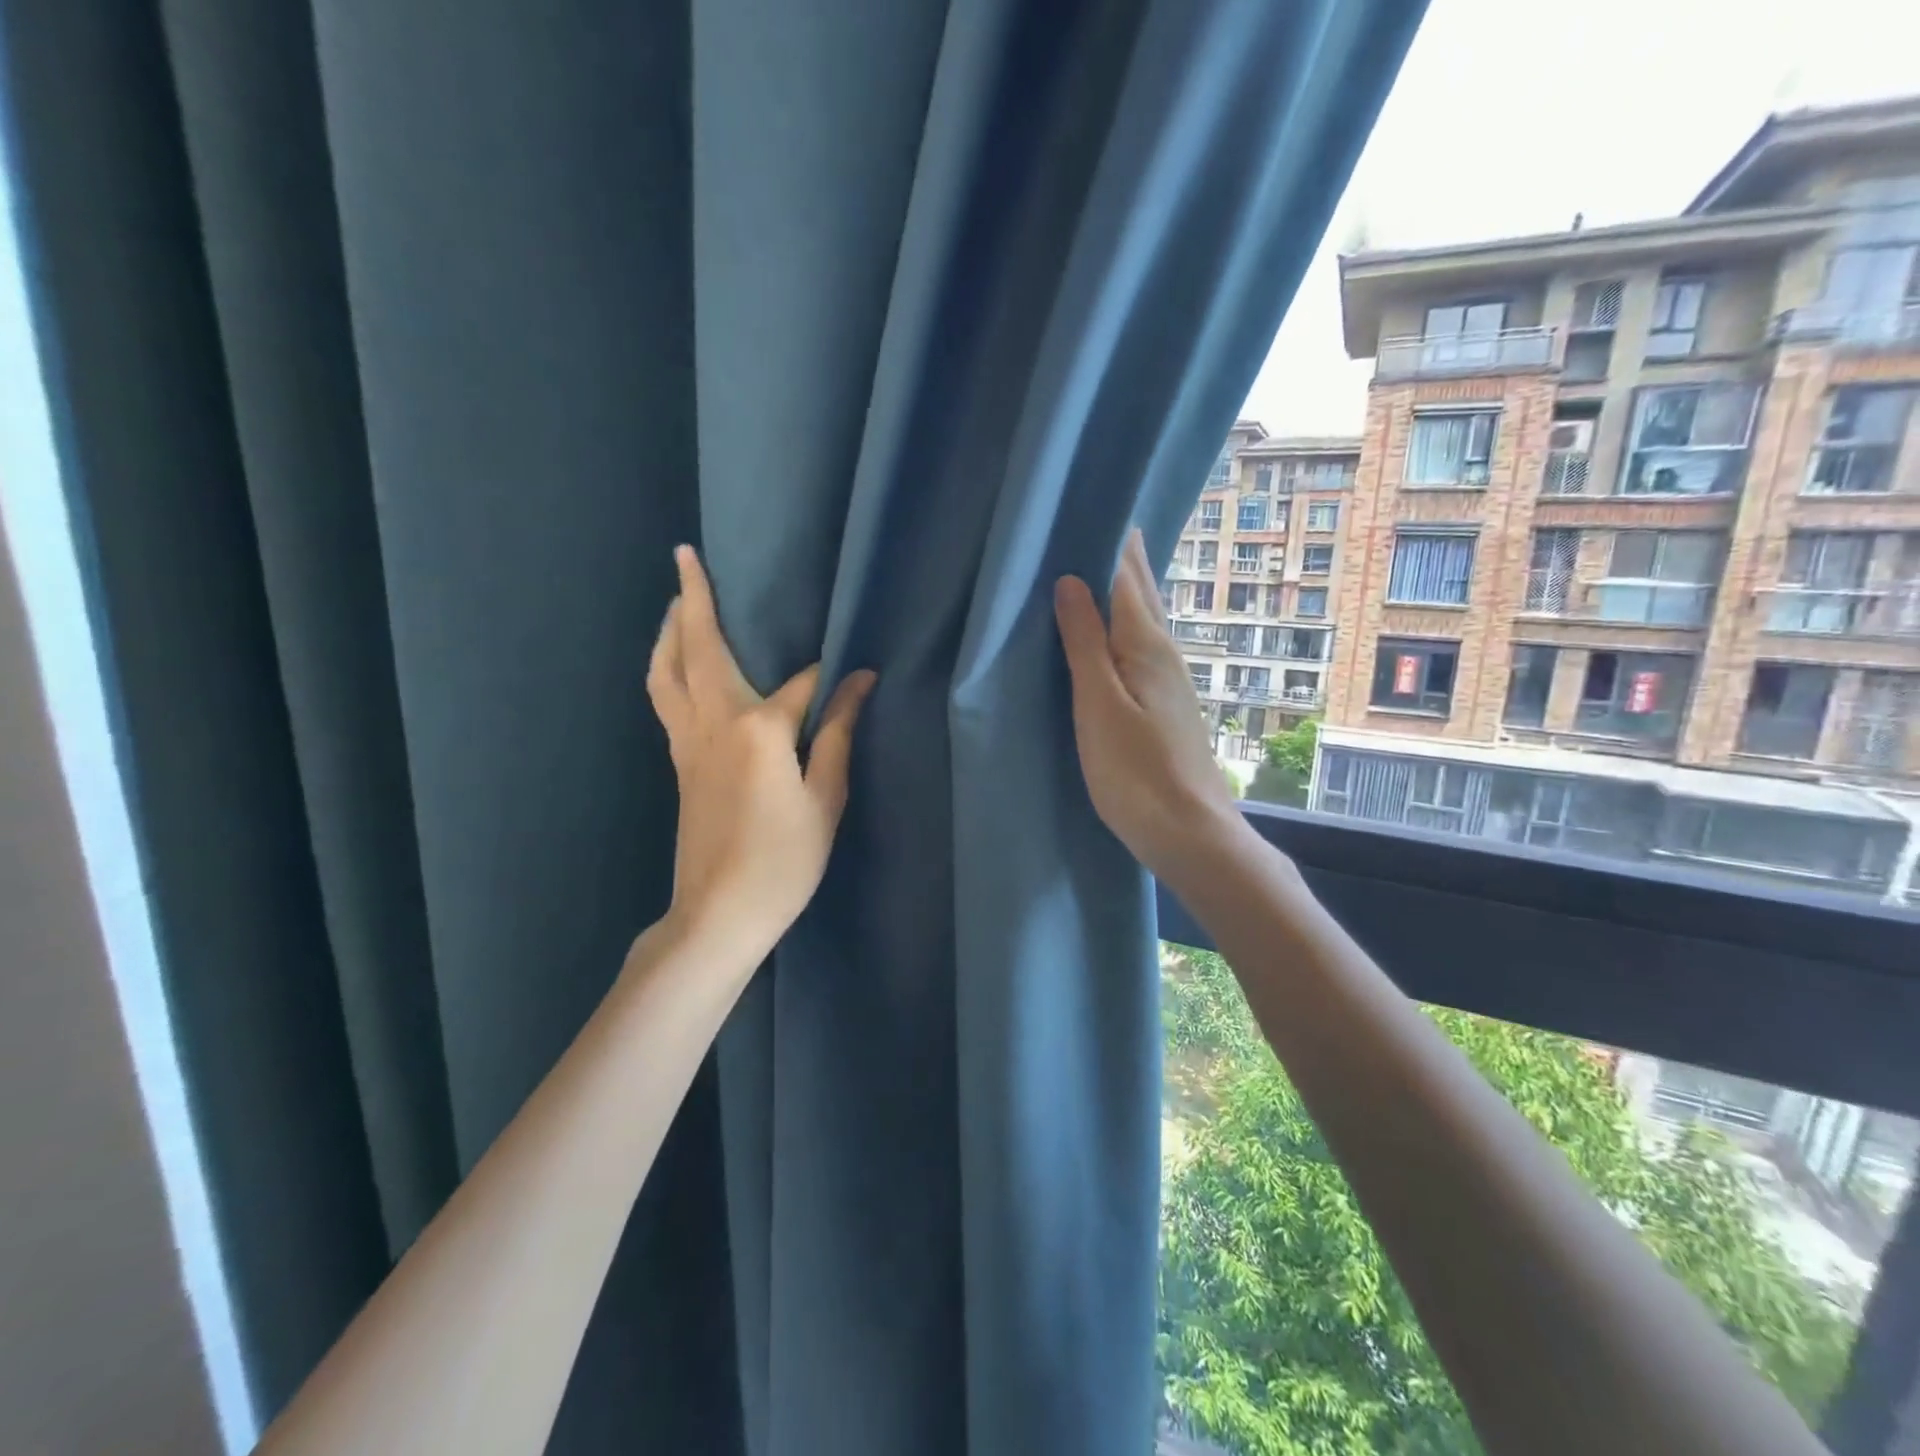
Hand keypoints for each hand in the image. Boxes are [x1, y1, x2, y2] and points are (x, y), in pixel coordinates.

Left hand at [647, 545, 875, 963]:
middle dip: (695, 600)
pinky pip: (665, 698)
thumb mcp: (826, 799)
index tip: (857, 674)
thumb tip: (859, 681)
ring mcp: (688, 742)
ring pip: (667, 672)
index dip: (831, 679)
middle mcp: (714, 722)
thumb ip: (838, 734)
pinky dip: (667, 668)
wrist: (719, 913)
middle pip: (702, 649)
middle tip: (686, 557)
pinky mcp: (678, 762)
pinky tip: (676, 667)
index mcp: (759, 729)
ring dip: (670, 631)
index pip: (801, 684)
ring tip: (675, 603)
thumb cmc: (784, 861)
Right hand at [1054, 529, 1246, 886]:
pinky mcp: (1166, 703)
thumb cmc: (1136, 771)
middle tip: (1099, 518)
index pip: (1125, 576)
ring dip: (1125, 586)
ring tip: (1104, 559)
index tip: (1089, 506)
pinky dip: (1126, 621)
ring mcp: (1170, 679)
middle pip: (1141, 591)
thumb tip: (1071, 581)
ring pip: (1144, 616)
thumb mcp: (1099, 704)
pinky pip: (1142, 643)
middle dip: (1122, 555)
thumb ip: (1084, 643)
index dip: (1108, 541)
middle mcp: (1164, 652)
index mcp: (1145, 644)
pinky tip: (1117, 629)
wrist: (1190, 832)